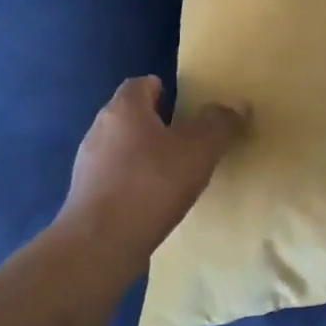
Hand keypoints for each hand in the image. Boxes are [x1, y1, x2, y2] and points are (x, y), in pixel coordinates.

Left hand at [58, 76, 247, 257]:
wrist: (102, 241)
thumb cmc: (152, 183)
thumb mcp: (200, 149)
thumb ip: (220, 124)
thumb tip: (238, 105)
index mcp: (124, 109)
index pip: (140, 84)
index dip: (162, 88)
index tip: (184, 102)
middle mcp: (100, 129)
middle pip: (130, 115)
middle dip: (157, 122)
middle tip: (188, 136)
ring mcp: (89, 164)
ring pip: (122, 147)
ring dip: (146, 153)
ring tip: (175, 171)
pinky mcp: (87, 195)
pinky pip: (117, 177)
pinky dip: (135, 180)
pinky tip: (155, 199)